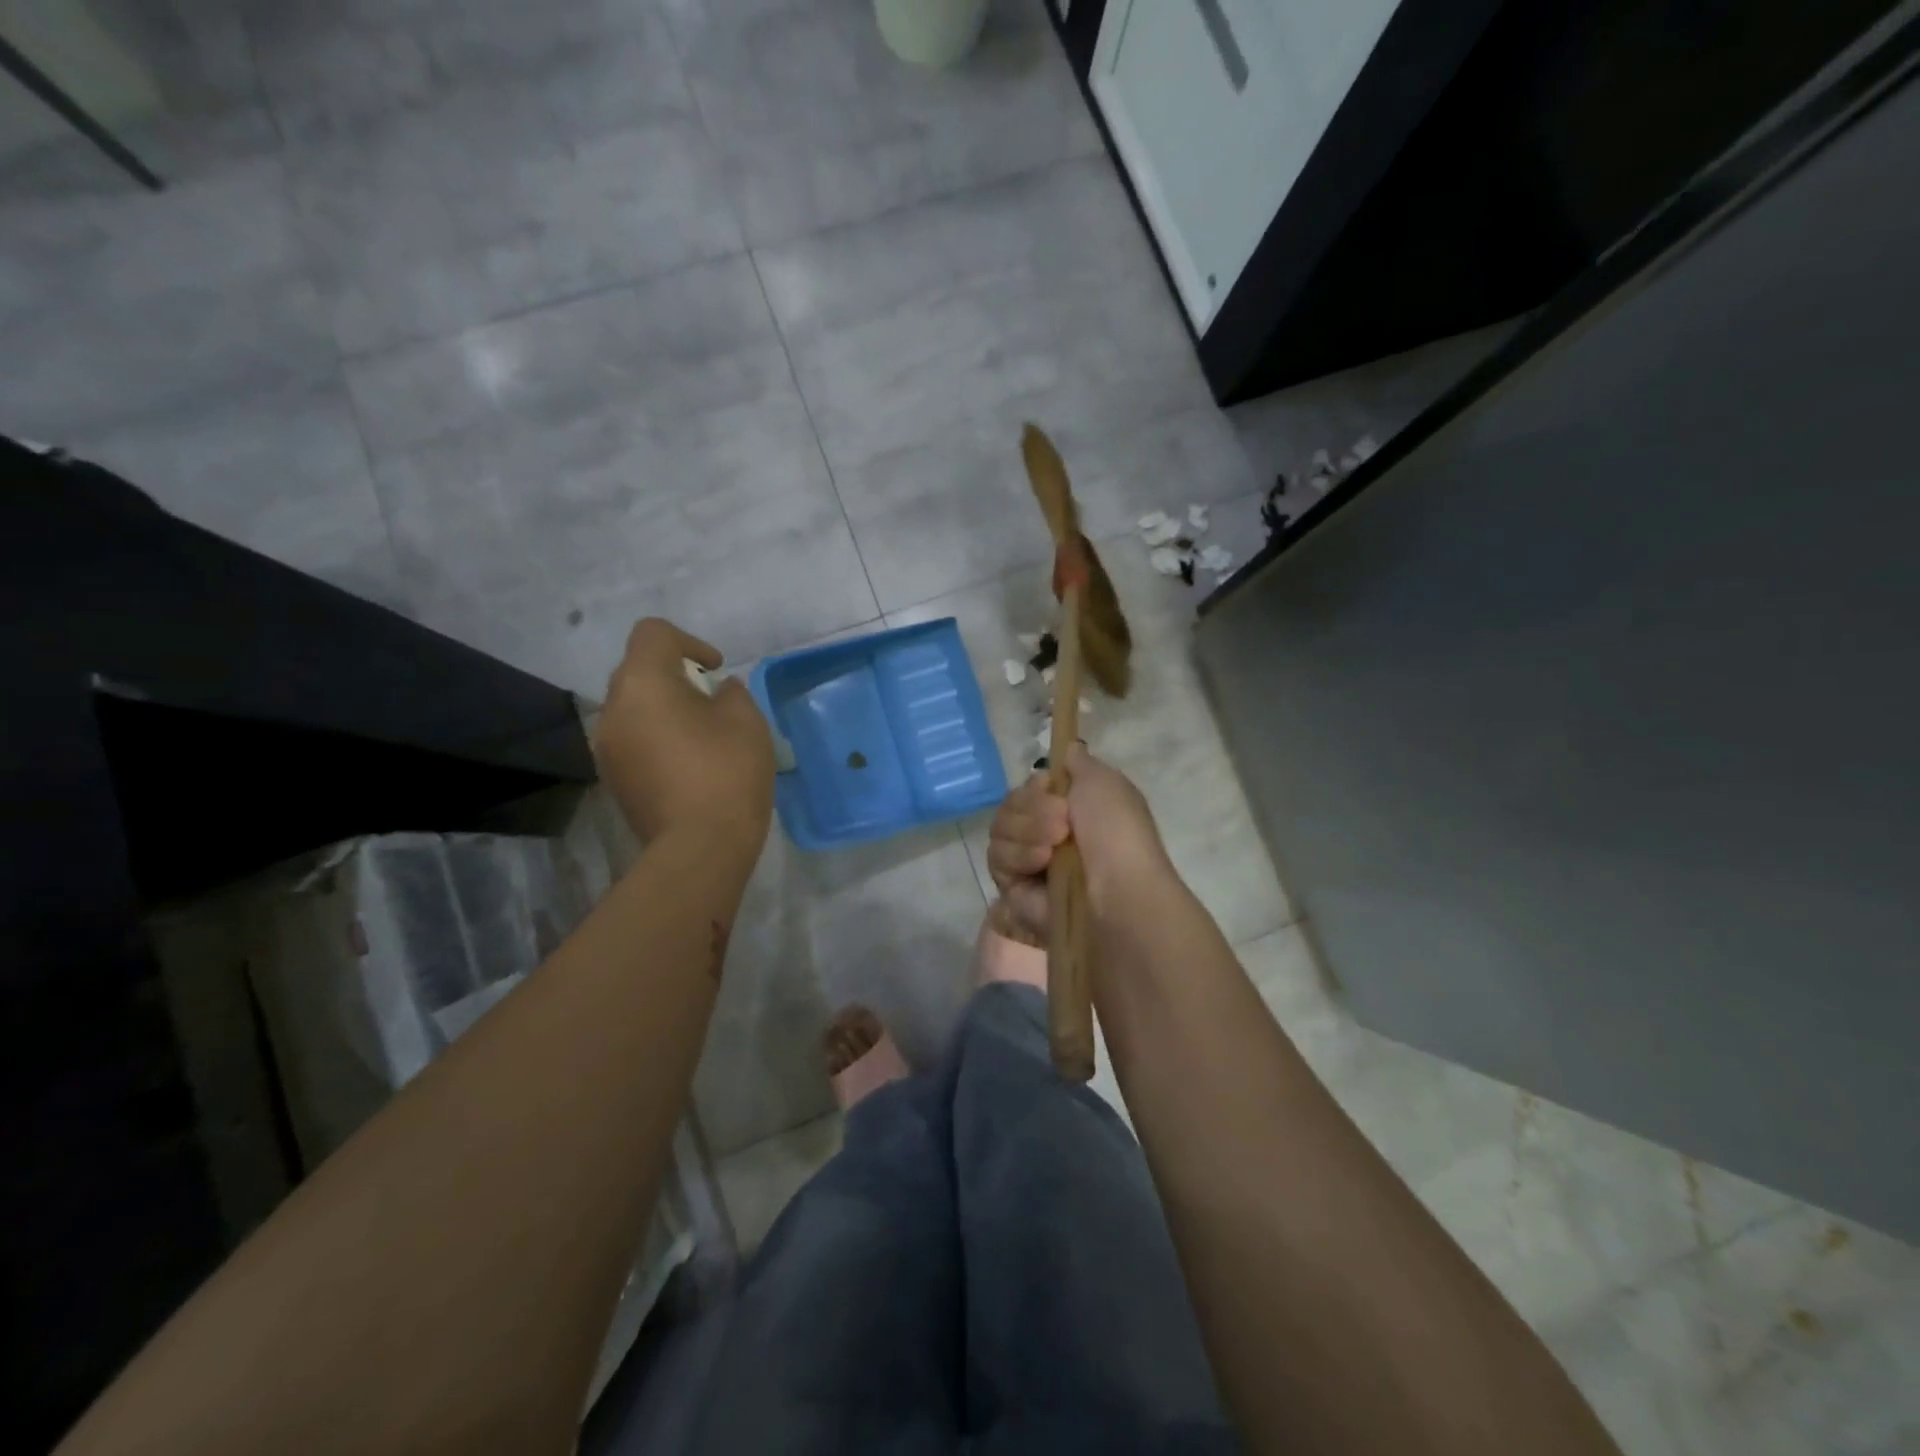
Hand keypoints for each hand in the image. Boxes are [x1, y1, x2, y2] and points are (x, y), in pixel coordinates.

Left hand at [594, 619, 774, 857]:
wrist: (699, 847)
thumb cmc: (727, 772)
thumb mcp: (746, 720)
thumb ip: (732, 693)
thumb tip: (718, 691)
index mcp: (642, 684)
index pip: (652, 634)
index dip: (688, 641)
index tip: (715, 670)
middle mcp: (613, 710)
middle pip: (638, 671)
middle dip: (674, 676)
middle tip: (711, 702)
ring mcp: (607, 748)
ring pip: (633, 709)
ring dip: (664, 710)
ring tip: (701, 736)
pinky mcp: (613, 780)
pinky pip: (633, 741)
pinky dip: (656, 739)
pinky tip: (687, 765)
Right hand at [985, 745, 1173, 941]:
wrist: (1116, 890)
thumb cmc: (1116, 833)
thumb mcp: (1104, 781)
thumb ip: (1078, 762)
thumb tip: (1067, 748)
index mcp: (1071, 810)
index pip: (1030, 788)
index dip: (1035, 786)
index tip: (1049, 787)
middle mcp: (1047, 834)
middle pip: (1010, 804)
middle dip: (1032, 809)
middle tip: (1062, 822)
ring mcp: (1028, 861)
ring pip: (999, 828)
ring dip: (1027, 831)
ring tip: (1053, 848)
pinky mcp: (1012, 888)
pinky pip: (997, 857)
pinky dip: (1018, 856)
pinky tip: (1040, 865)